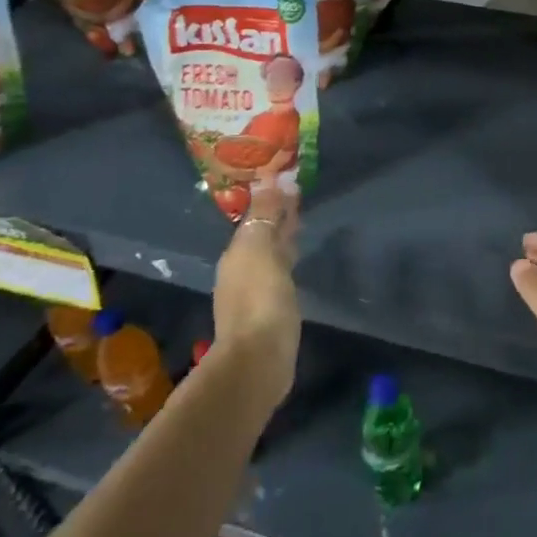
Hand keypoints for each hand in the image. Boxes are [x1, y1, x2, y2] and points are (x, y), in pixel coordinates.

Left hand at [210, 182, 301, 411]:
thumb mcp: (260, 250)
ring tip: (300, 222)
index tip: (288, 178)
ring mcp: (255, 292)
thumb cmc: (261, 299)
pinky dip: (287, 257)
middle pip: (261, 234)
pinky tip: (296, 258)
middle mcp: (241, 270)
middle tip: (297, 194)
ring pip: (270, 253)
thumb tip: (269, 179)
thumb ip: (265, 215)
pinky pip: (280, 272)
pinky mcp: (271, 310)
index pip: (254, 217)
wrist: (260, 359)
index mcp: (236, 253)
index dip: (270, 198)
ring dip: (282, 236)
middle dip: (275, 215)